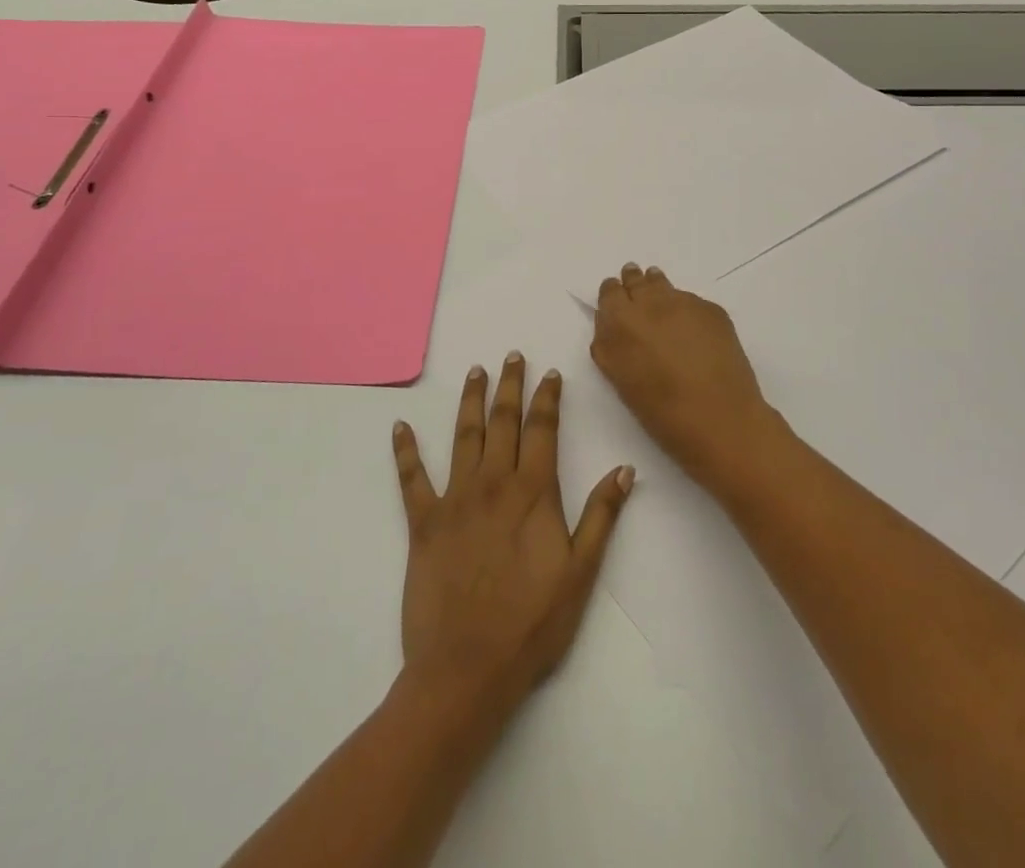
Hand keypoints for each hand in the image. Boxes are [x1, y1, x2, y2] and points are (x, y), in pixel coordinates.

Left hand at [391, 353, 633, 726]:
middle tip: (511, 356)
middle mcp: (493, 483)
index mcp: (533, 492)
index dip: (547, 398)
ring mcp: (454, 499)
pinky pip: (411, 478)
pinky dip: (405, 450)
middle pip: (503, 421)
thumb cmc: (532, 624)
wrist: (467, 669)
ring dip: (470, 401)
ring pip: (463, 436)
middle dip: (510, 385)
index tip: (550, 373)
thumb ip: (602, 516)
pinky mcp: (422, 522)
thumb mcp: (581, 573)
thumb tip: (624, 468)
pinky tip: (399, 426)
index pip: (543, 430)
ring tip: (475, 372)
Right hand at [590, 262, 780, 490]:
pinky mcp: (712, 309)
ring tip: (660, 302)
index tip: (616, 301)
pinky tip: (692, 329)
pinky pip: (690, 301)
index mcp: (621, 321)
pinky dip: (686, 309)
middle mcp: (650, 302)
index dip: (612, 295)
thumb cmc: (662, 412)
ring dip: (658, 289)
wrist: (720, 418)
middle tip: (635, 290)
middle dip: (633, 284)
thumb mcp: (621, 380)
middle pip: (636, 280)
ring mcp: (684, 302)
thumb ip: (610, 347)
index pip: (610, 292)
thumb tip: (611, 328)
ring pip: (664, 284)